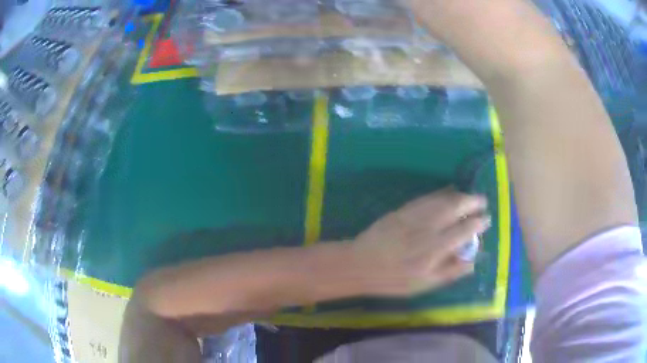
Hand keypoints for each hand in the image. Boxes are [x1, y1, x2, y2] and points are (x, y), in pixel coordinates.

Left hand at [351, 189, 489, 296]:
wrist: (361, 264)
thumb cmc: (393, 280)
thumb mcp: (424, 284)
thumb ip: (450, 272)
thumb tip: (472, 262)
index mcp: (435, 249)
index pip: (464, 230)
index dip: (478, 223)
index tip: (486, 219)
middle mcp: (428, 228)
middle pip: (455, 207)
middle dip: (472, 201)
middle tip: (481, 201)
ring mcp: (414, 216)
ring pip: (442, 199)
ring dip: (458, 195)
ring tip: (468, 196)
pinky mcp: (403, 210)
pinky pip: (426, 198)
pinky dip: (440, 194)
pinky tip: (446, 193)